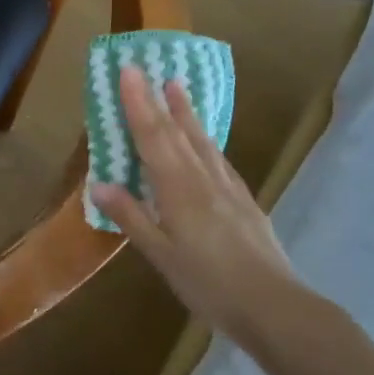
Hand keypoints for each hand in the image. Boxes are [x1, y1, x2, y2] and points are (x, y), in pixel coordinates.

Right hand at [90, 65, 304, 339]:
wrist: (275, 307)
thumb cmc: (210, 283)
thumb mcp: (161, 256)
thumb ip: (131, 217)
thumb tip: (98, 183)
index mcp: (178, 189)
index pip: (153, 137)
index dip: (138, 103)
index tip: (129, 71)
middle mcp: (203, 178)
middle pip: (176, 132)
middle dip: (157, 99)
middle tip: (146, 68)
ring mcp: (228, 188)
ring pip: (201, 141)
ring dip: (186, 112)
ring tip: (177, 87)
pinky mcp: (244, 201)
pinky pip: (219, 158)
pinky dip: (206, 140)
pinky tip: (207, 142)